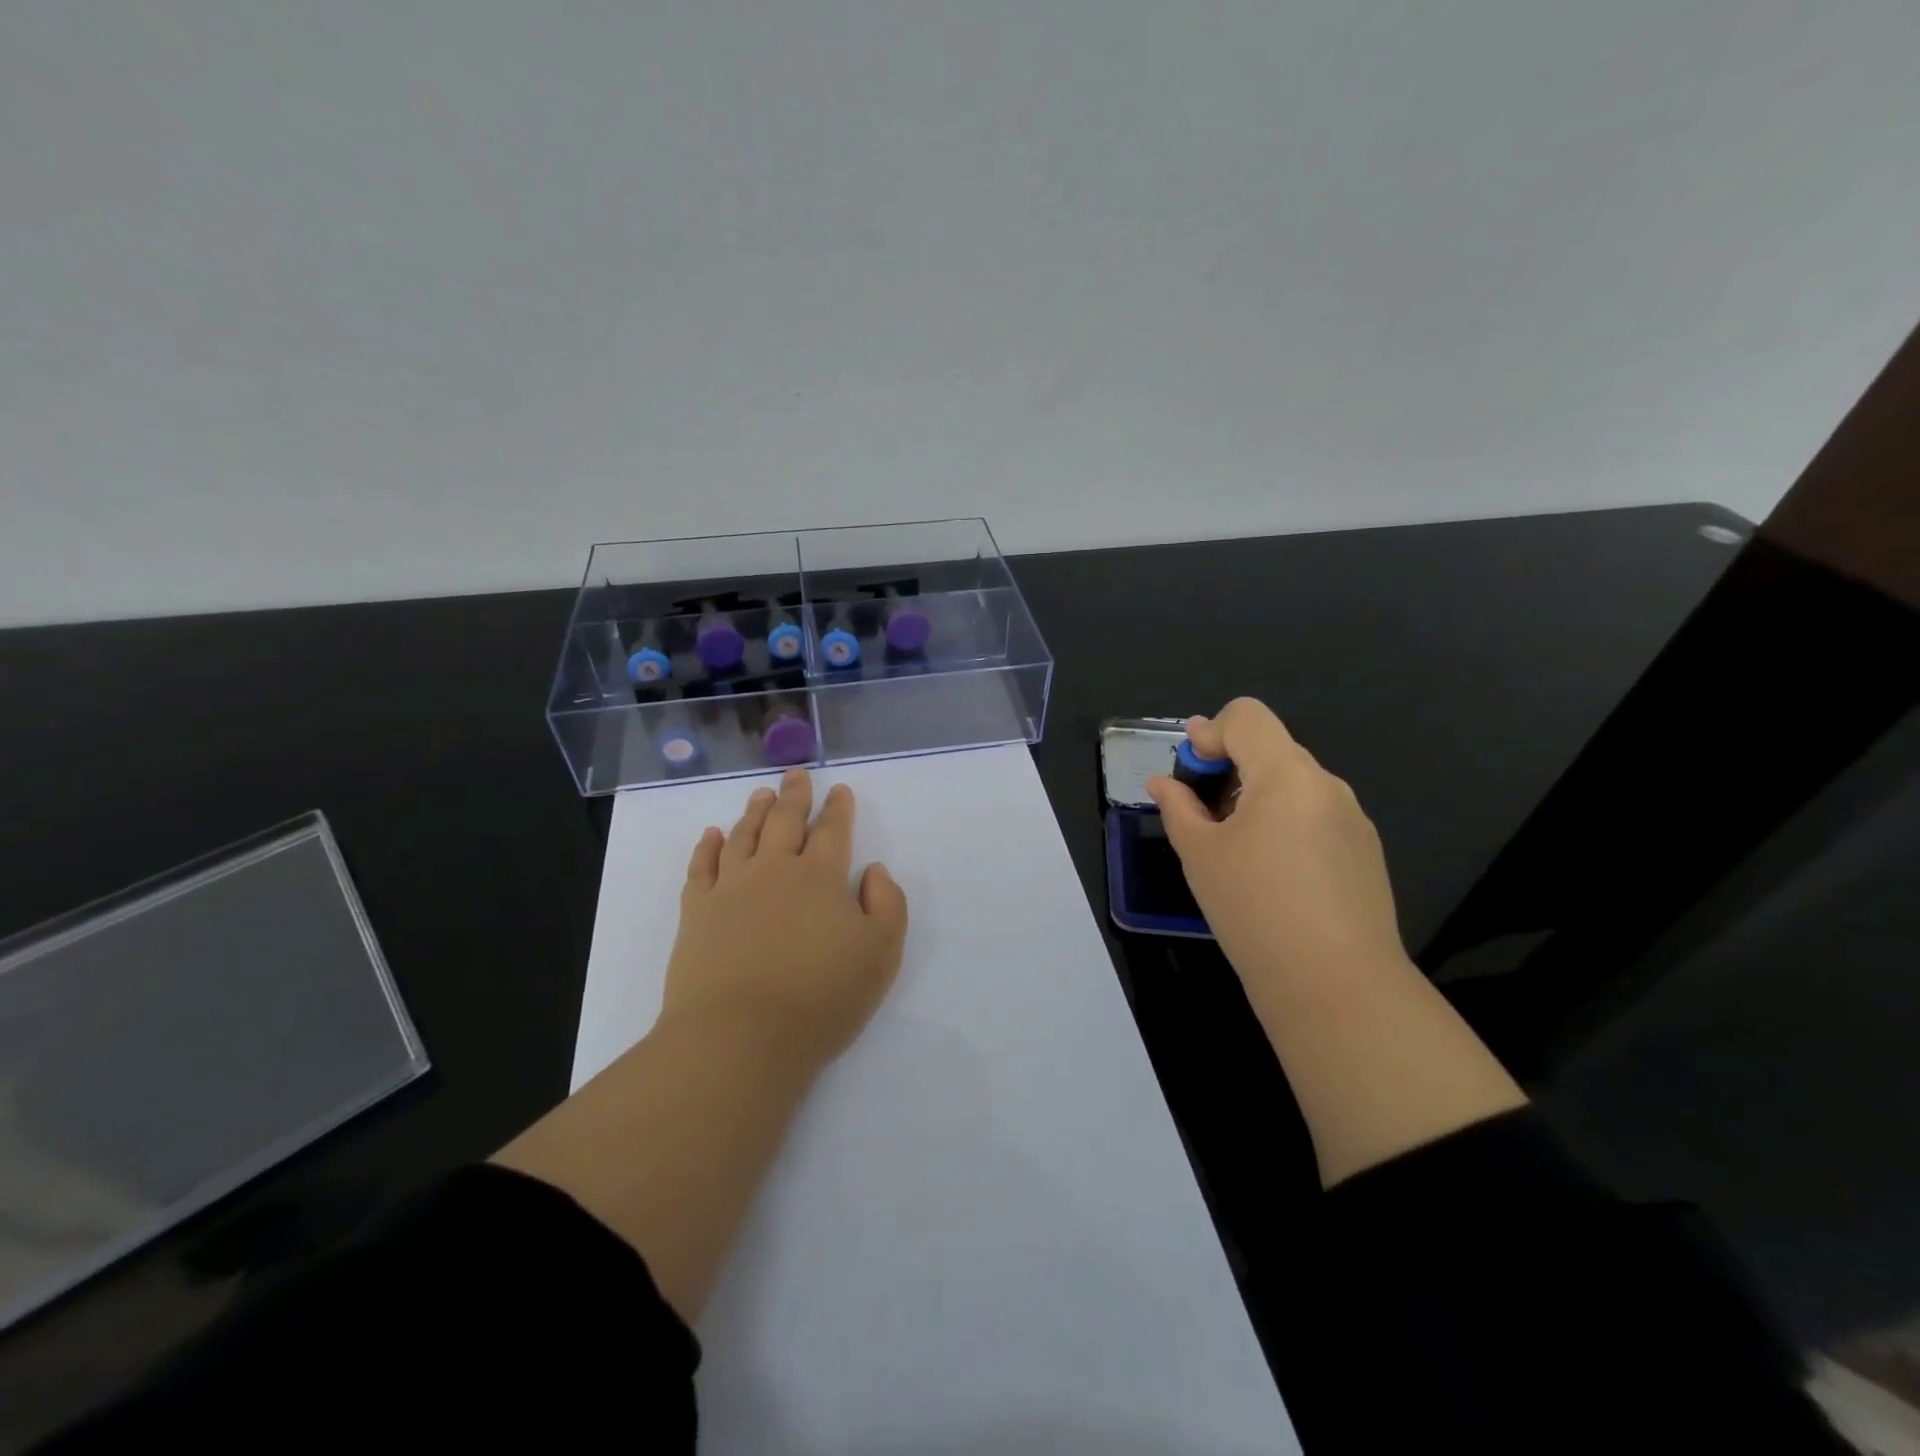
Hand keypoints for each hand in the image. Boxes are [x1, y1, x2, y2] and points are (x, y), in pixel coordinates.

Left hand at [663, 768, 909, 1071]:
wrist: (739, 1037)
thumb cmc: (821, 998)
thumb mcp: (881, 954)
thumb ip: (888, 904)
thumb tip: (873, 870)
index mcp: (821, 877)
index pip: (833, 831)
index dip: (838, 808)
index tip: (839, 790)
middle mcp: (775, 870)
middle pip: (785, 821)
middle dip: (795, 796)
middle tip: (796, 775)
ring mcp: (731, 888)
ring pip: (744, 835)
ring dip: (754, 812)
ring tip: (761, 794)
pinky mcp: (697, 911)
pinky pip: (701, 867)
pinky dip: (707, 846)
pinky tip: (712, 834)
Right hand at [1147, 698, 1407, 1001]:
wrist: (1336, 985)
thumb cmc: (1254, 908)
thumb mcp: (1200, 854)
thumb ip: (1178, 807)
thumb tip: (1163, 782)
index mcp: (1286, 774)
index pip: (1247, 716)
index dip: (1210, 733)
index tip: (1192, 774)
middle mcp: (1326, 785)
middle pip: (1271, 749)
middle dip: (1230, 768)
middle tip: (1201, 813)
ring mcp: (1353, 819)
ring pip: (1294, 785)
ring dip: (1257, 797)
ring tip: (1235, 849)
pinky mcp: (1365, 853)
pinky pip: (1316, 817)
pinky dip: (1285, 824)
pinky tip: (1273, 875)